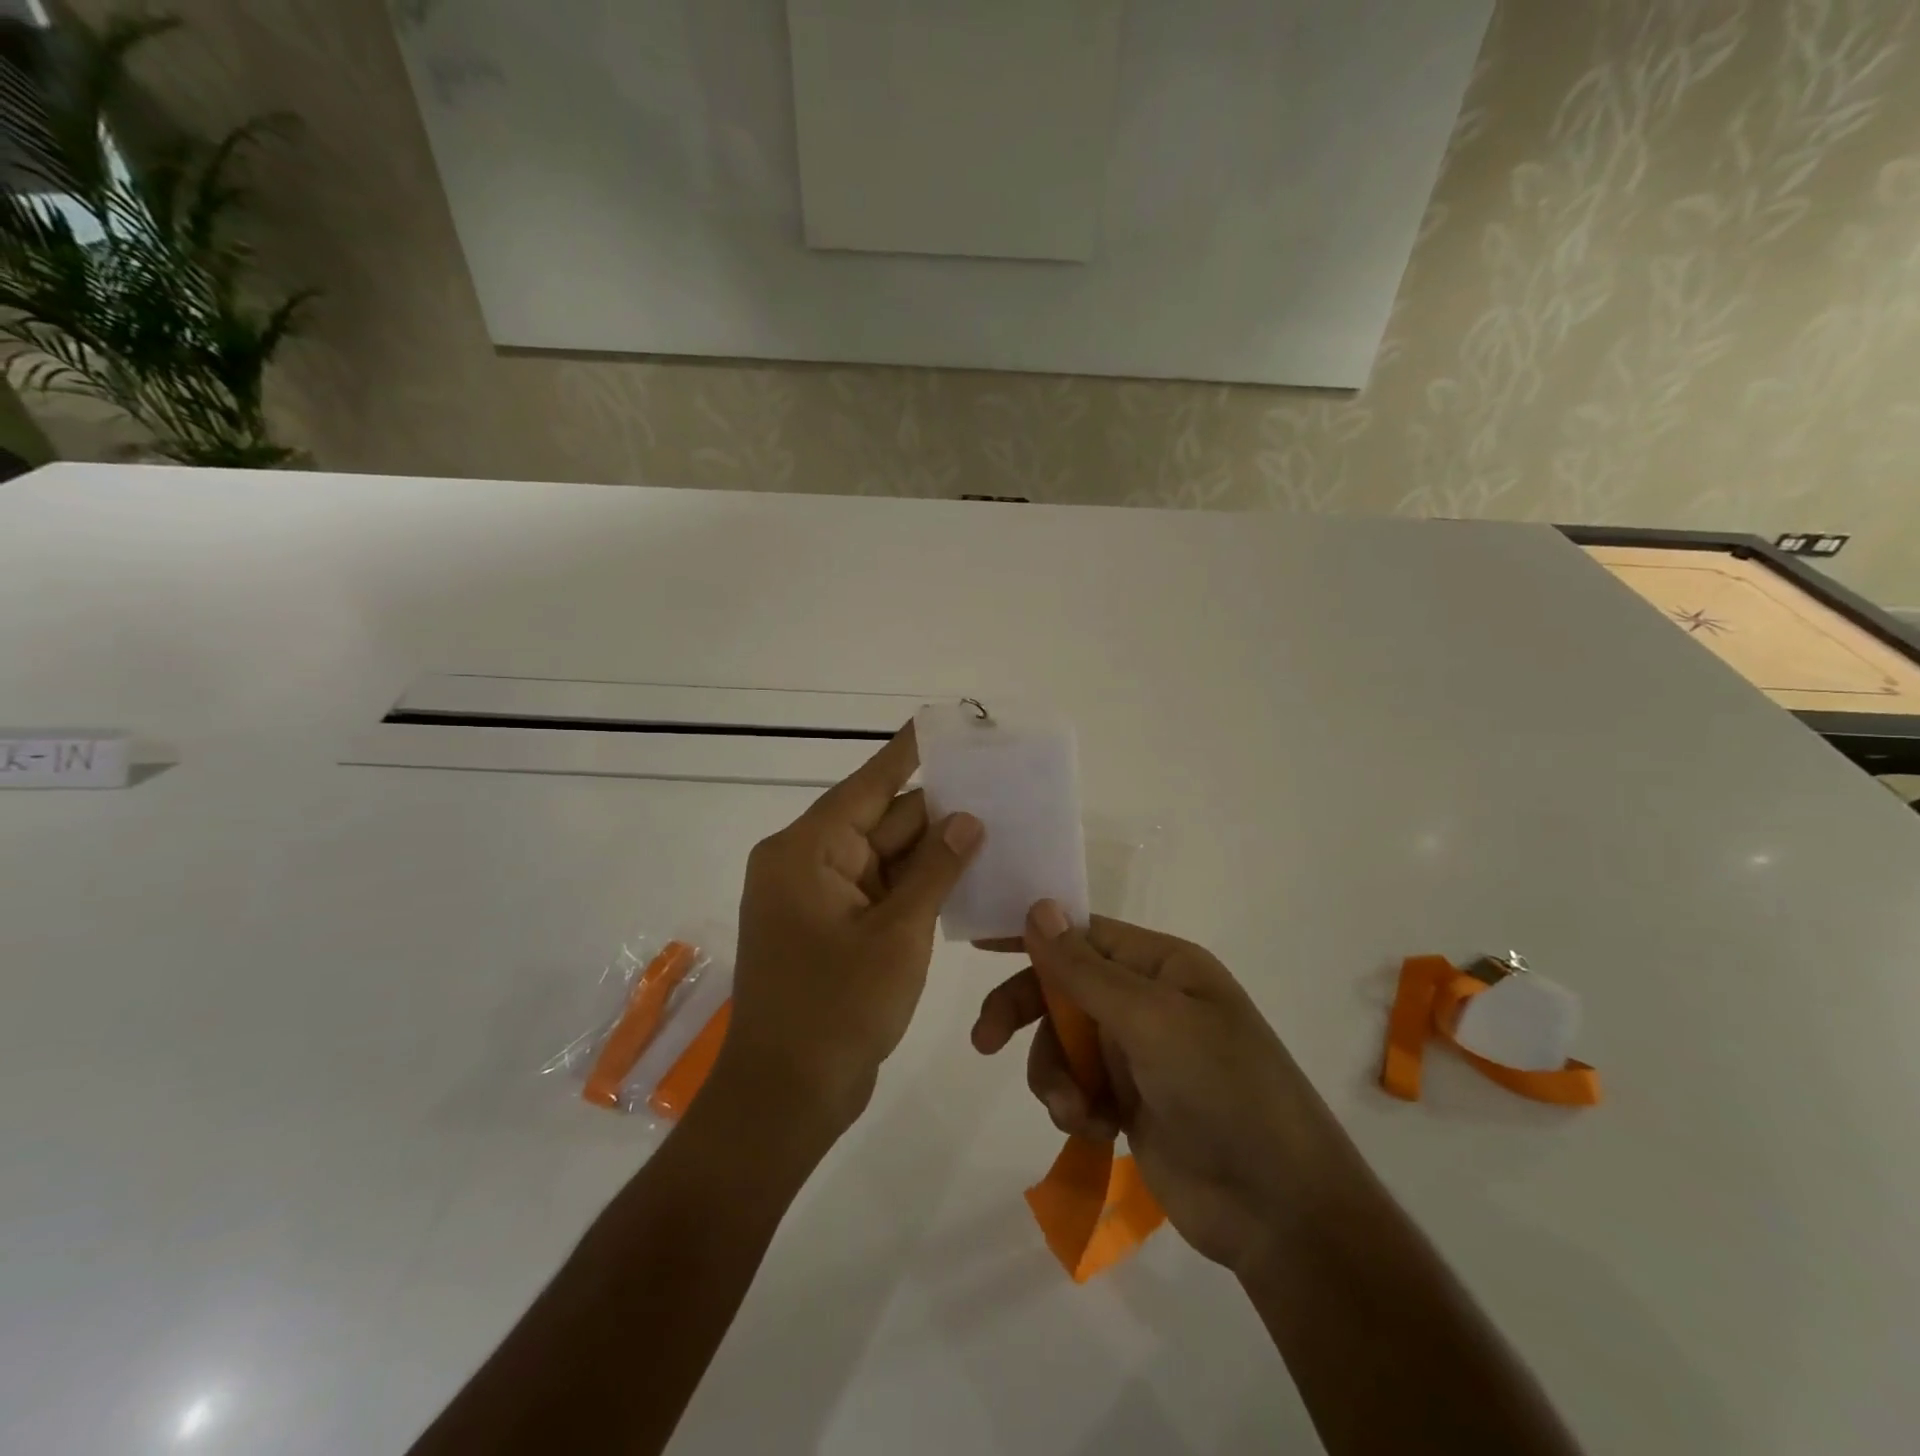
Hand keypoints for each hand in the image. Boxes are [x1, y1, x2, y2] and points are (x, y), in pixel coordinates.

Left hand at [720, 726, 983, 1134]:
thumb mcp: (896, 934)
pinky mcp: (833, 929)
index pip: (868, 786)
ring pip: (885, 858)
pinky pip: (881, 891)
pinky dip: (918, 885)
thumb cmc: (836, 1009)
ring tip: (996, 823)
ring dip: (933, 850)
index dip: (908, 753)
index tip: (941, 722)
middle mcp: (808, 865)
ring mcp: (819, 899)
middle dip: (937, 809)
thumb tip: (967, 820)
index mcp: (807, 852)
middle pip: (881, 821)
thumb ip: (935, 871)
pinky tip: (967, 874)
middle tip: (995, 785)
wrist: (787, 1097)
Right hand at [971, 904, 1356, 1275]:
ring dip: (1054, 1073)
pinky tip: (1093, 1128)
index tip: (981, 943)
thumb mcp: (1152, 1021)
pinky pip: (1073, 1085)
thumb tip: (1039, 908)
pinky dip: (1071, 1104)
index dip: (1033, 934)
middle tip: (985, 1040)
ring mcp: (1136, 1053)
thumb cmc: (1224, 1091)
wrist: (1278, 1210)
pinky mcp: (1127, 1102)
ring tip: (1074, 1109)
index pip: (1083, 932)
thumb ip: (1086, 969)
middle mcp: (1146, 1000)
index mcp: (1162, 965)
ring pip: (1061, 1042)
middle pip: (1063, 987)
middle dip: (1025, 1011)